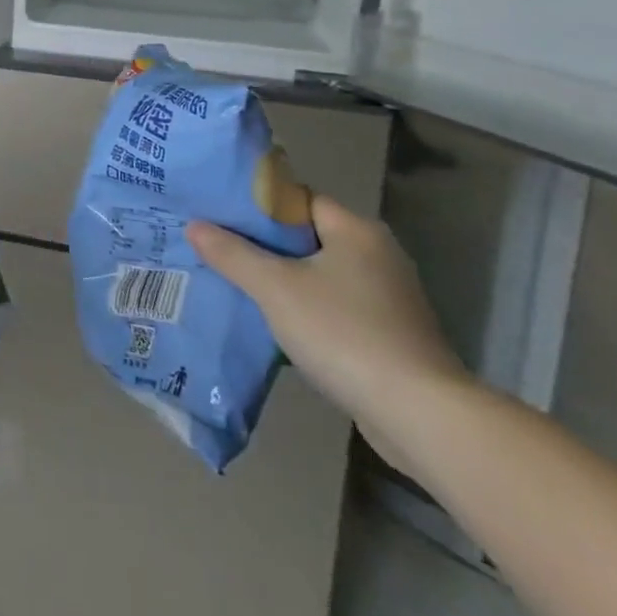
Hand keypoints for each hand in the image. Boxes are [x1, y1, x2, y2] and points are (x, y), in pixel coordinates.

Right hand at [187, 195, 469, 467]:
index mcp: (356, 230)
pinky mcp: (392, 335)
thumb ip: (233, 254)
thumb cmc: (345, 333)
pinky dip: (308, 311)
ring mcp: (390, 298)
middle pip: (308, 236)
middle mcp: (378, 255)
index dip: (258, 205)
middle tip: (220, 248)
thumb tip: (194, 225)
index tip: (221, 214)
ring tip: (239, 285)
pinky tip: (277, 325)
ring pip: (321, 275)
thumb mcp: (275, 289)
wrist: (421, 416)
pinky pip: (337, 307)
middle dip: (265, 245)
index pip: (298, 199)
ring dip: (285, 281)